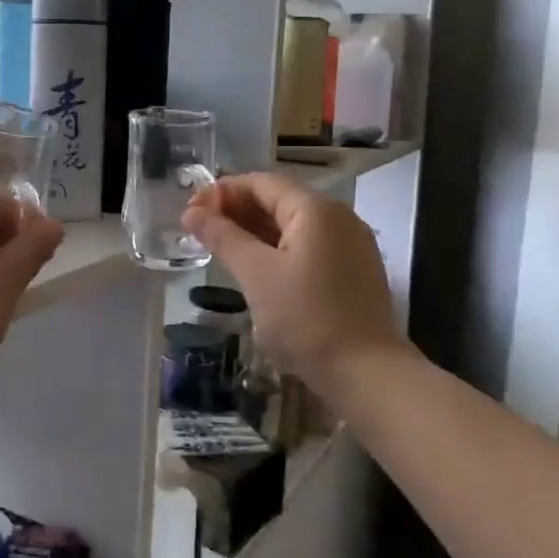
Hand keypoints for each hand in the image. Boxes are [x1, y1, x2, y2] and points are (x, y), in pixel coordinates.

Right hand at [183, 173, 412, 399]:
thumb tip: (191, 212)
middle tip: (200, 232)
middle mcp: (337, 217)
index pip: (260, 183)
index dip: (222, 192)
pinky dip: (277, 248)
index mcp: (315, 210)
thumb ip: (222, 237)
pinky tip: (255, 267)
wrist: (368, 374)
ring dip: (254, 230)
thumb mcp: (256, 274)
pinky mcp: (352, 269)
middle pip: (277, 199)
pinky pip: (307, 245)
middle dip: (236, 211)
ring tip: (221, 248)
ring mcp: (349, 244)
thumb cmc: (306, 319)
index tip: (191, 213)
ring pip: (292, 225)